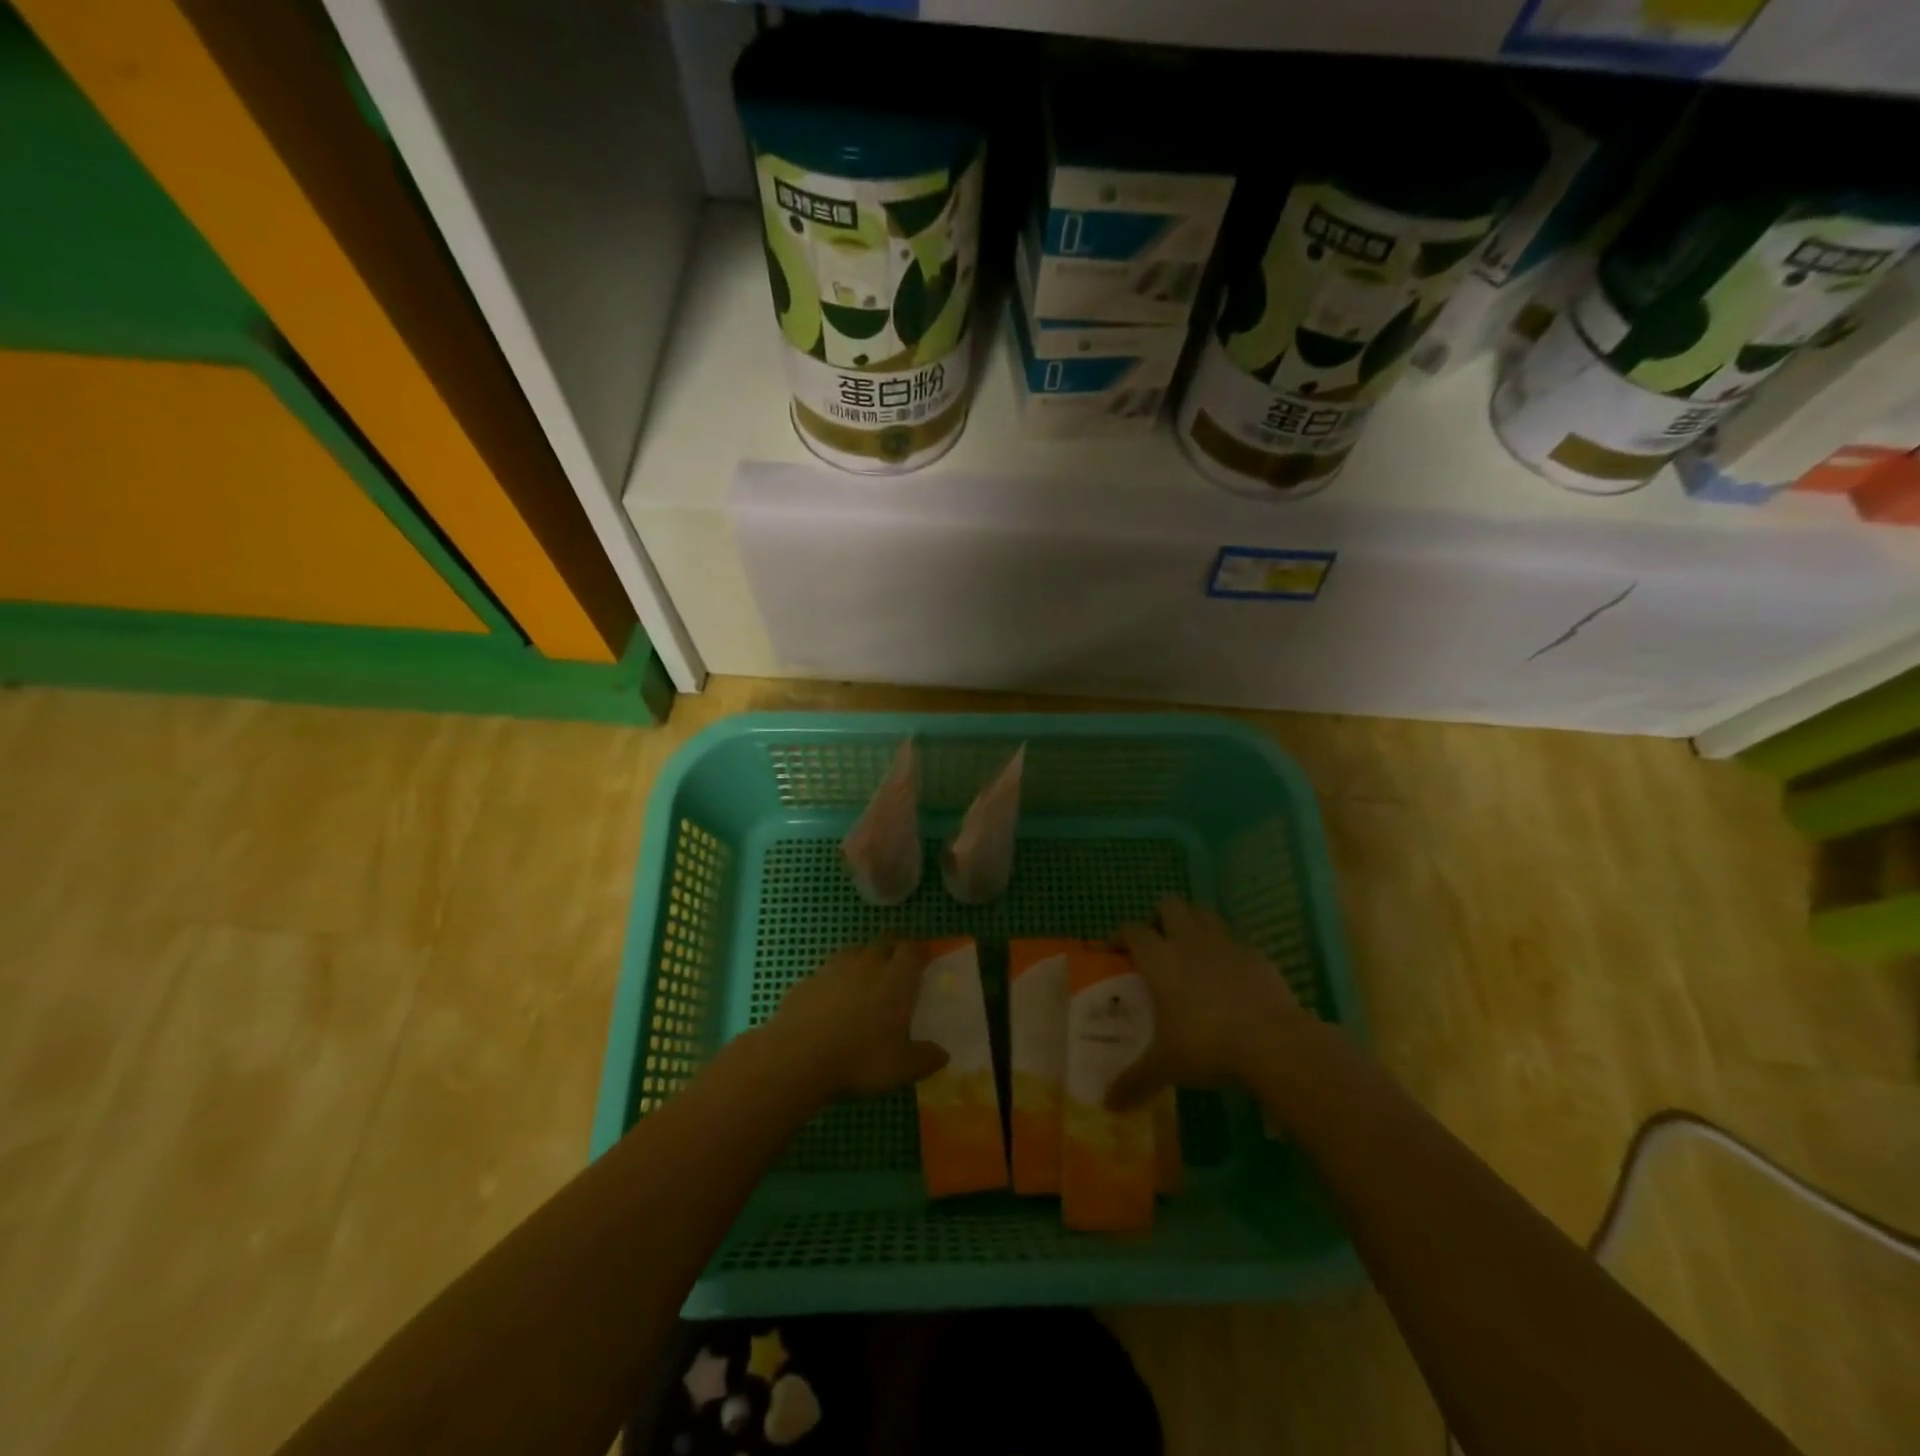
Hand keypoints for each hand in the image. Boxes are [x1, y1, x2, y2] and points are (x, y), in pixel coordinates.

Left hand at [767, 938, 948, 1100]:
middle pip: (884, 943)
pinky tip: (831, 1003)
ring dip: (863, 961)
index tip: (923, 962)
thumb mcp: (901, 1068)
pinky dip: (834, 981)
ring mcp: (833, 968)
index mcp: (896, 978)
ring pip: (854, 953)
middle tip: (897, 970)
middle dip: (893, 951)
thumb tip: (943, 1055)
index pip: (912, 949)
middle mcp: (867, 964)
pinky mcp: (807, 980)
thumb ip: (925, 1058)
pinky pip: (827, 972)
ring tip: (865, 983)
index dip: (919, 952)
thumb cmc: (859, 1059)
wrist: (797, 1057)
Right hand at [1108, 896, 1302, 1110]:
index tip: (1116, 950)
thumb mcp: (1166, 1066)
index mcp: (1159, 959)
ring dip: (1194, 923)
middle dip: (1160, 917)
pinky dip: (1228, 951)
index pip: (1132, 930)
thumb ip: (1135, 1080)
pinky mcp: (1257, 955)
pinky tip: (1230, 976)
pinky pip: (1236, 941)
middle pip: (1169, 905)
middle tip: (1157, 942)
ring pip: (1204, 913)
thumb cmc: (1207, 1046)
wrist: (1274, 1043)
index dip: (1121, 936)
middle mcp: (1189, 941)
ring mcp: (1226, 944)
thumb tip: (1107, 1105)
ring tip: (1191, 950)